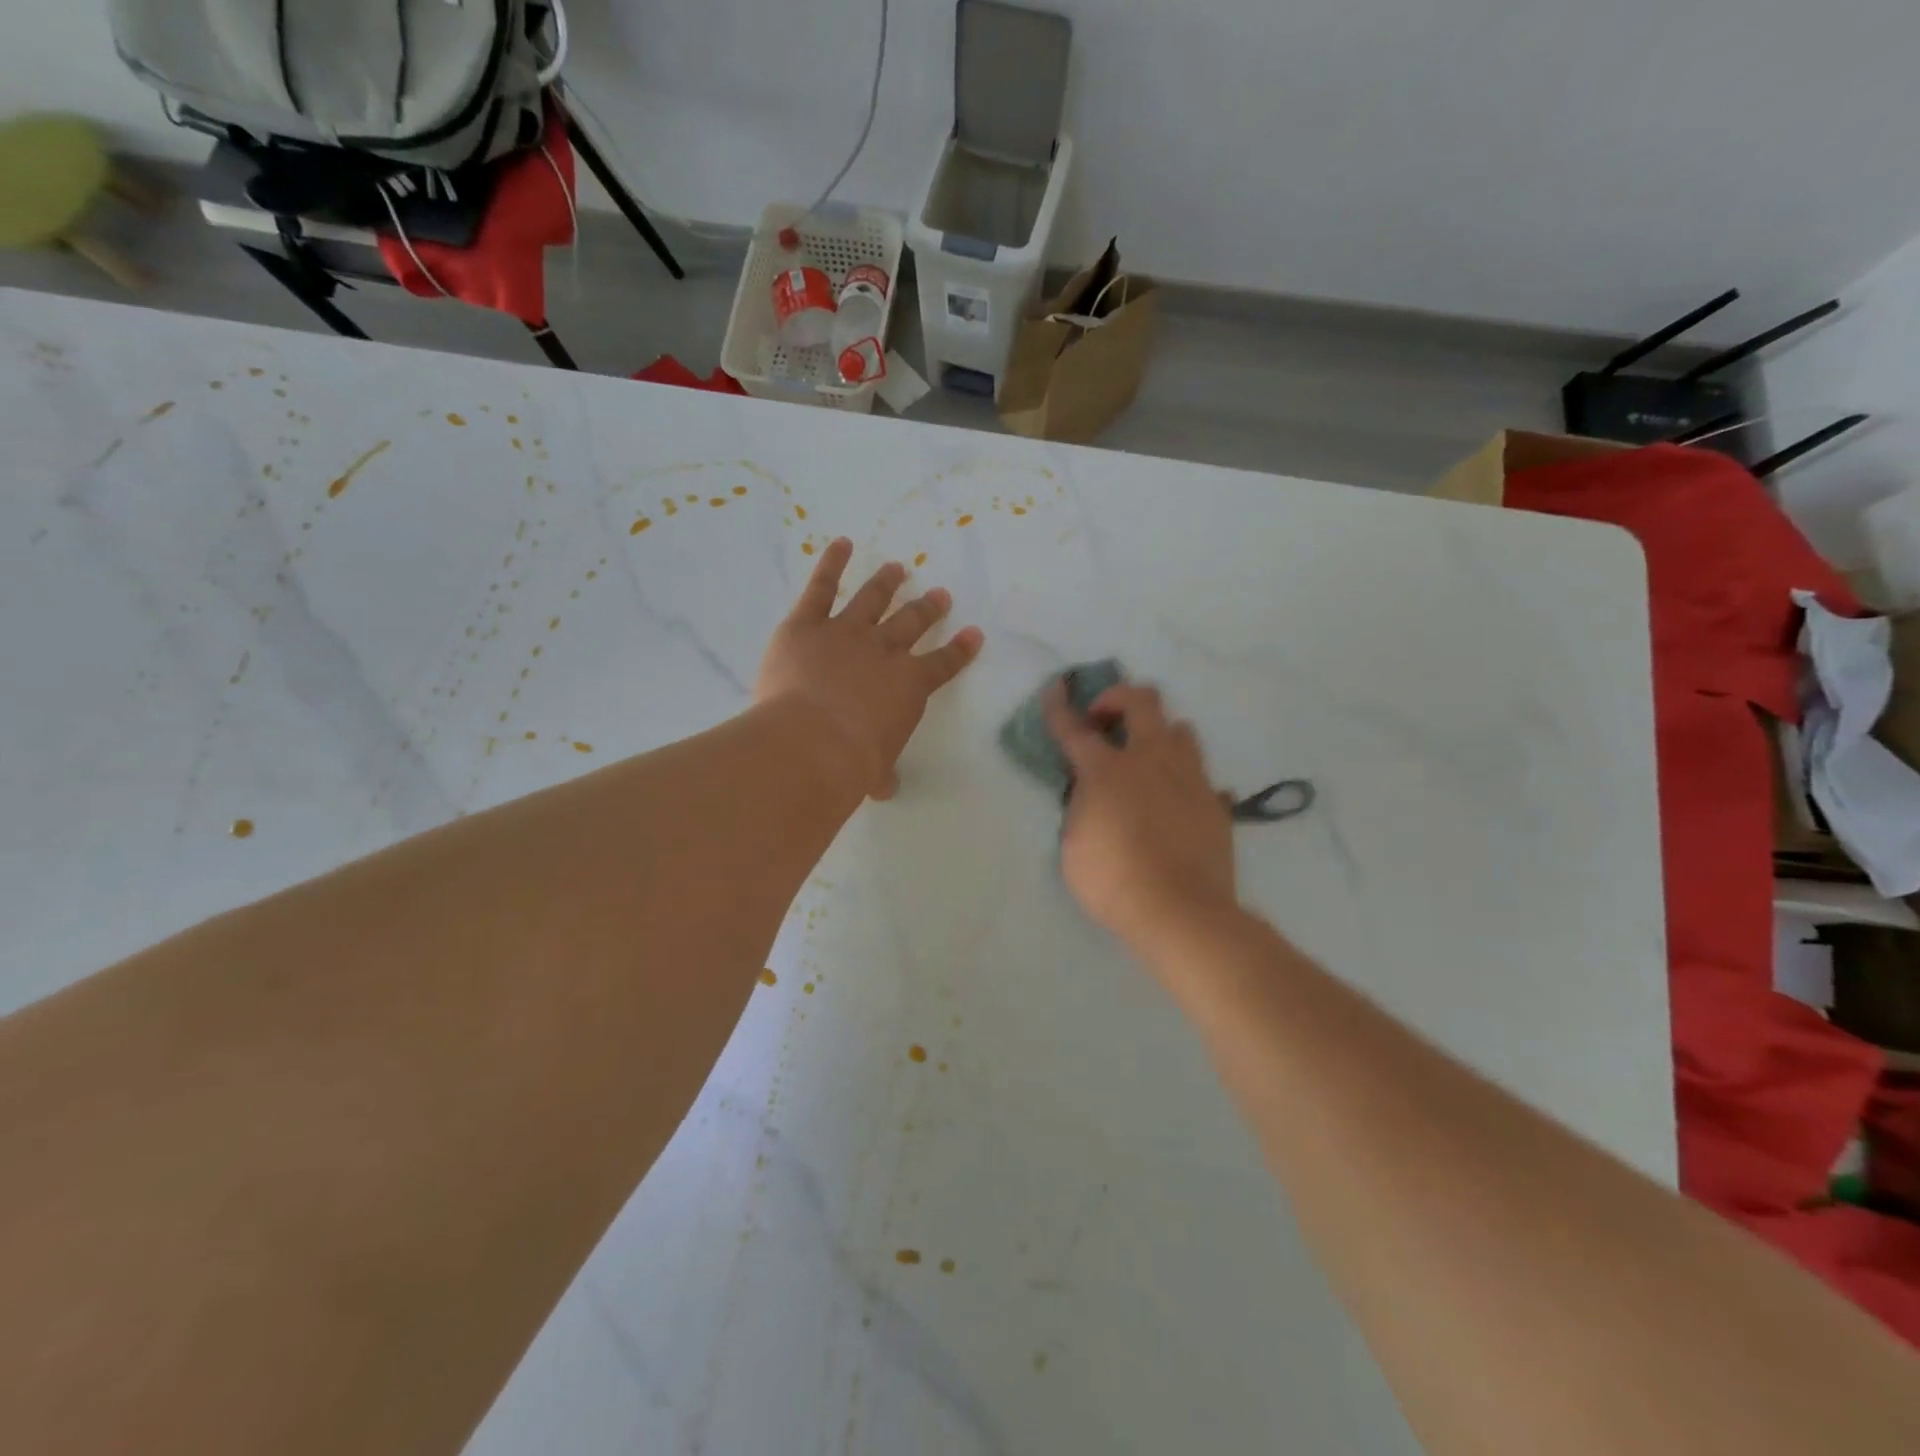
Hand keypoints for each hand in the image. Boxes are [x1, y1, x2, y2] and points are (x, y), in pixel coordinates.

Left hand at [757, 538, 983, 798]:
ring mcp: (846, 632)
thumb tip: (884, 788)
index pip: (943, 664)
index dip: (960, 650)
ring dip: (886, 583)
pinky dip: (831, 563)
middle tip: (939, 595)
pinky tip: (840, 544)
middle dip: (928, 609)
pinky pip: (821, 587)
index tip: (974, 634)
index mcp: (908, 686)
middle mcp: (884, 651)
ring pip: (872, 599)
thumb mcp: (874, 773)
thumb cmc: (850, 764)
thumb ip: (881, 774)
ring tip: (897, 568)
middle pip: (912, 624)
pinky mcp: (806, 625)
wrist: (812, 741)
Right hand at [1046, 679, 1237, 947]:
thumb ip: (1081, 806)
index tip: (1056, 686)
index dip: (1060, 705)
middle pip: (1143, 701)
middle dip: (1119, 698)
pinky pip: (1200, 773)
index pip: (1074, 728)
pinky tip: (1174, 801)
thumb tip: (1090, 791)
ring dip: (1158, 734)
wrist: (1181, 911)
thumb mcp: (1074, 843)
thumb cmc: (1113, 880)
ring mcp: (1189, 777)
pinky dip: (1182, 777)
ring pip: (1180, 728)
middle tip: (1106, 722)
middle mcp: (1150, 760)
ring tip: (1146, 759)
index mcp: (1106, 770)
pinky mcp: (1215, 801)